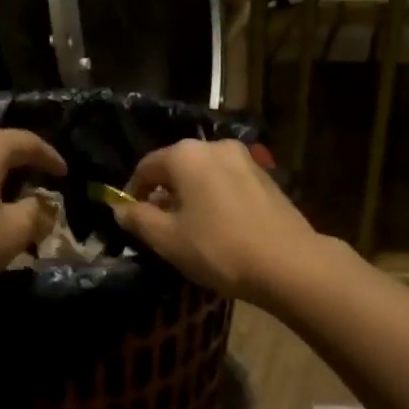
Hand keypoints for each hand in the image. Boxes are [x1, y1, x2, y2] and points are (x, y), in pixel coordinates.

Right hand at [113, 139, 321, 303]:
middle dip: (164, 194)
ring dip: (191, 196)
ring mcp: (245, 159)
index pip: (146, 167)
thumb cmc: (219, 248)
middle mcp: (215, 146)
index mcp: (186, 155)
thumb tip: (119, 208)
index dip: (133, 193)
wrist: (288, 263)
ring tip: (191, 229)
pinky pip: (227, 183)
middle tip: (160, 227)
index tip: (131, 219)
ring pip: (204, 175)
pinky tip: (220, 227)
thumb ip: (138, 219)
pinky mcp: (266, 177)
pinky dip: (215, 198)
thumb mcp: (168, 239)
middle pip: (176, 167)